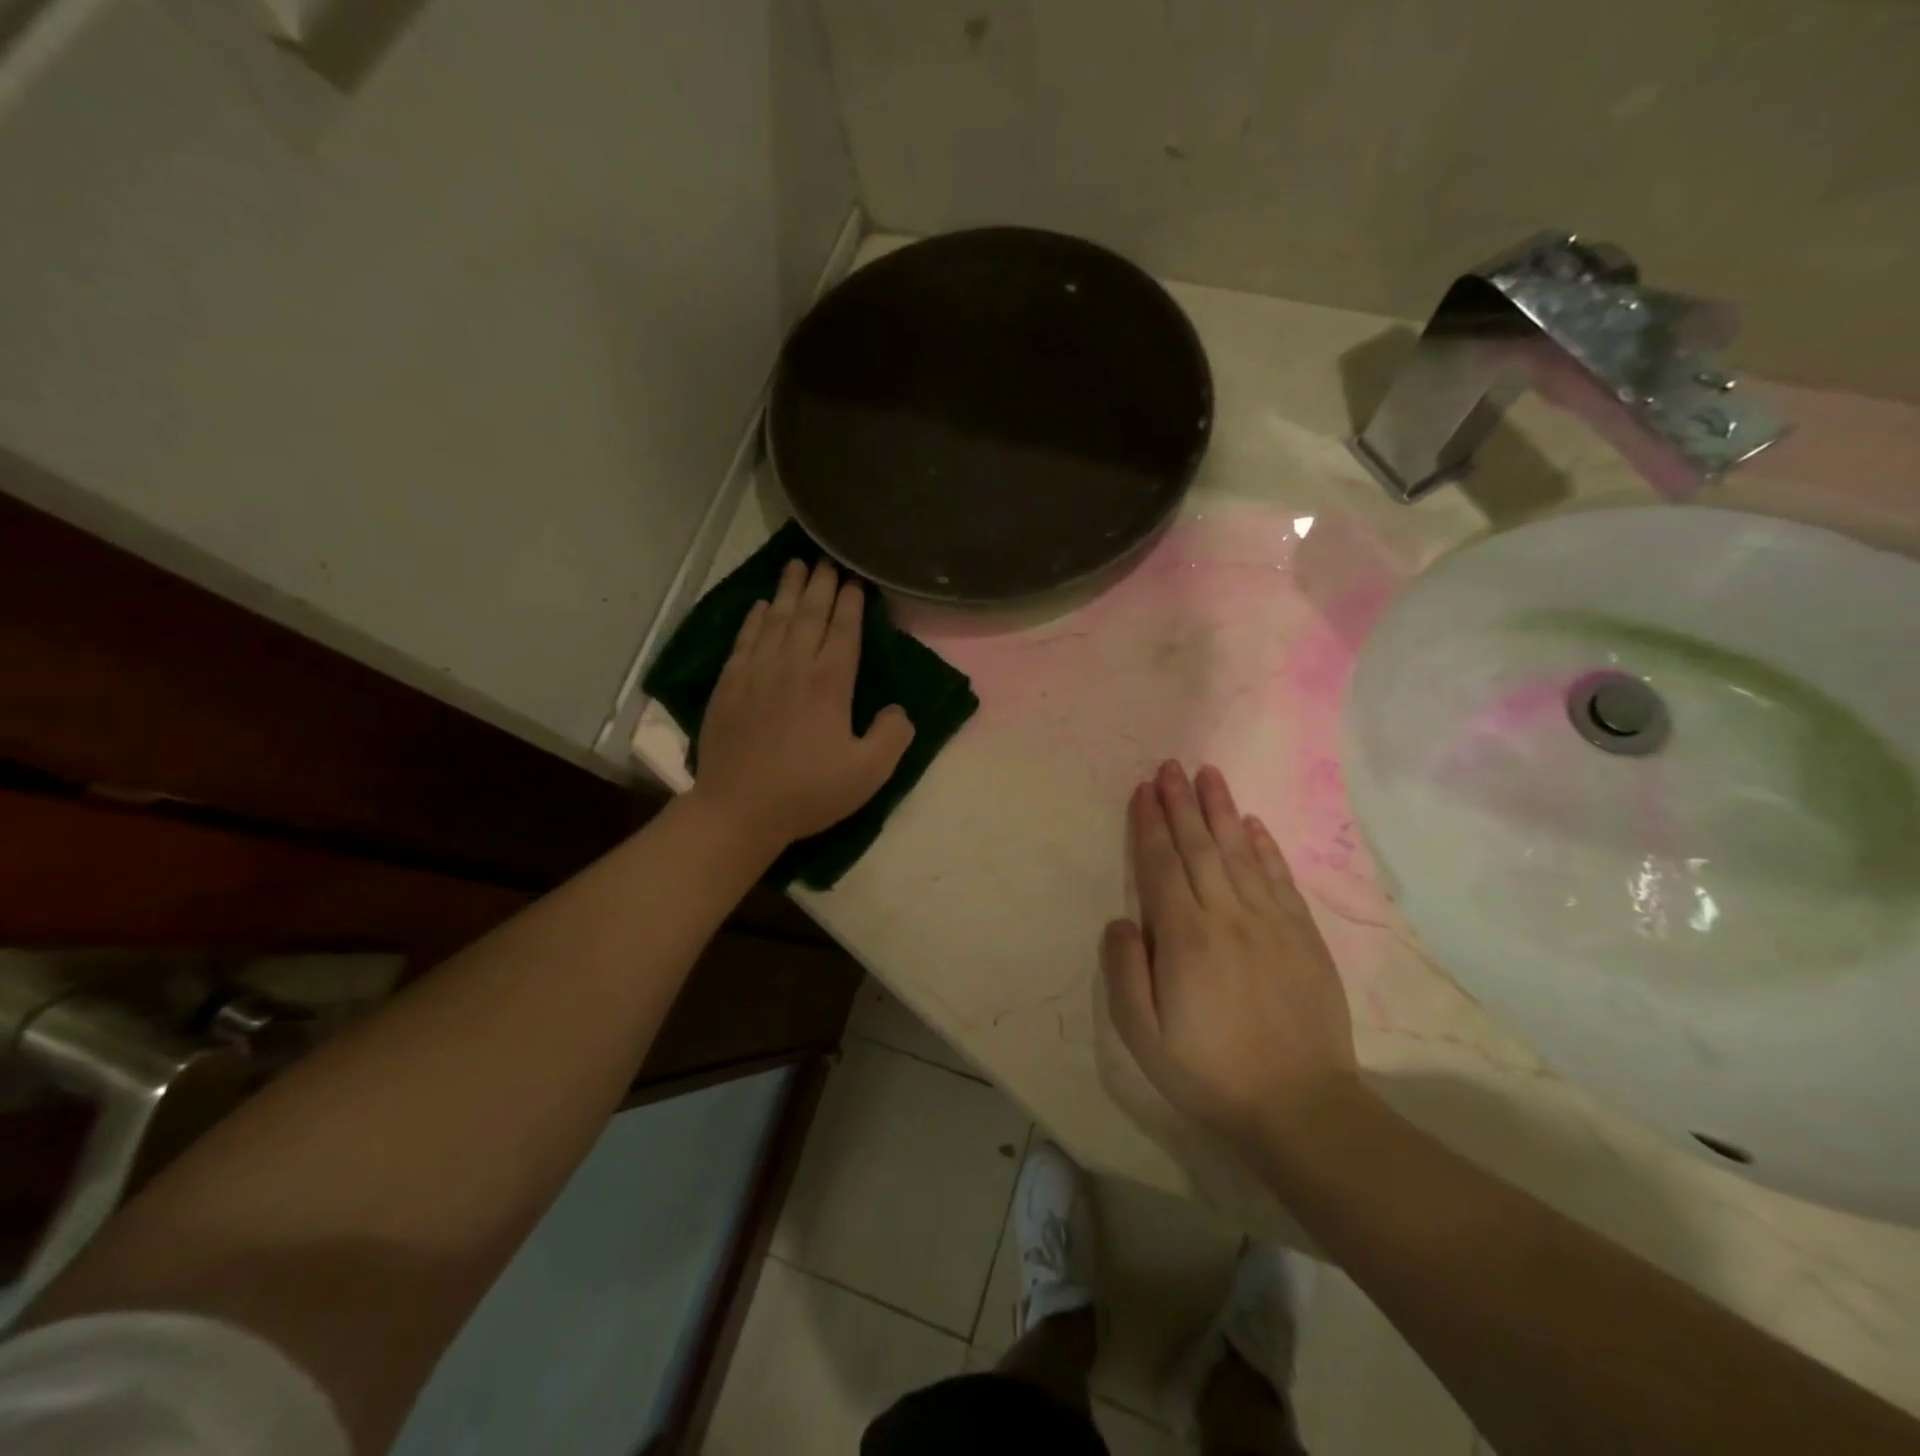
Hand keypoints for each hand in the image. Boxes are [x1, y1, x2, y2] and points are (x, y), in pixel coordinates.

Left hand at [692, 558, 914, 850]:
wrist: (739, 809)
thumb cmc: (809, 791)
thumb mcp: (869, 773)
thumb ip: (893, 735)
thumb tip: (899, 709)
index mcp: (830, 683)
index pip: (843, 630)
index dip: (851, 603)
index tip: (854, 581)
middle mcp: (793, 666)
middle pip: (809, 615)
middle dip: (820, 585)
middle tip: (827, 560)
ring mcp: (756, 672)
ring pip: (774, 620)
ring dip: (787, 591)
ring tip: (795, 565)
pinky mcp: (729, 685)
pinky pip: (744, 640)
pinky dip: (754, 619)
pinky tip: (760, 606)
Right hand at [1102, 762, 1359, 1143]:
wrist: (1300, 1106)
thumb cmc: (1210, 1072)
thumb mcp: (1144, 1037)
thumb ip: (1126, 972)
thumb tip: (1121, 920)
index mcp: (1185, 939)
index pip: (1161, 866)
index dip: (1150, 825)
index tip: (1143, 790)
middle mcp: (1227, 917)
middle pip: (1199, 847)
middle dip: (1181, 803)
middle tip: (1170, 766)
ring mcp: (1270, 923)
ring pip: (1239, 853)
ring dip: (1221, 810)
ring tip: (1209, 774)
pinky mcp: (1302, 936)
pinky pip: (1279, 879)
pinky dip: (1264, 847)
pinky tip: (1252, 824)